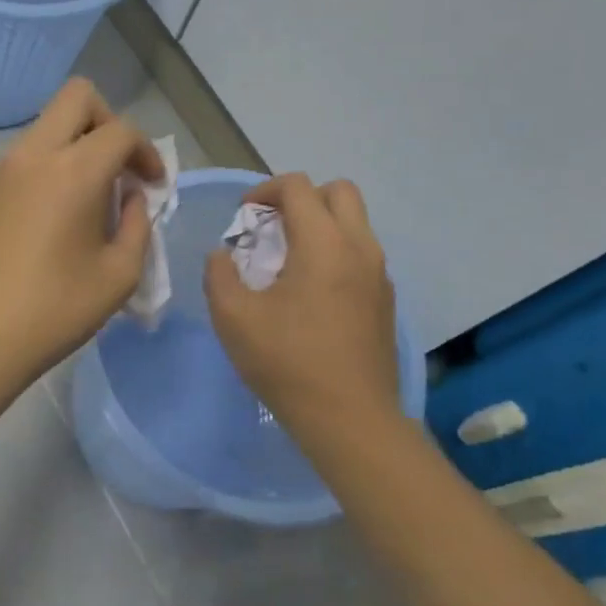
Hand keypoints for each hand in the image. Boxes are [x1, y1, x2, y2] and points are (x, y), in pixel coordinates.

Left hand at [0, 78, 162, 389]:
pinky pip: (21, 160)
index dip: (147, 152)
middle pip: (76, 97)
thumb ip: (139, 224)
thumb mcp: (120, 275)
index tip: (152, 186)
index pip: (121, 130)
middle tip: (117, 168)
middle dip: (108, 121)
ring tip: (85, 203)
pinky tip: (47, 222)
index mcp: (73, 172)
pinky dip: (45, 171)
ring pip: (45, 128)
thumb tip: (131, 196)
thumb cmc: (56, 311)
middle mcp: (32, 156)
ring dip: (74, 148)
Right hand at [204, 173, 401, 443]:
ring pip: (355, 223)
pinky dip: (336, 252)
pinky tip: (312, 293)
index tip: (243, 216)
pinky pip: (362, 254)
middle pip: (339, 191)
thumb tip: (223, 255)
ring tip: (289, 261)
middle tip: (272, 228)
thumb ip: (219, 275)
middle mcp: (359, 247)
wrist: (350, 419)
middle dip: (302, 198)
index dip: (264, 191)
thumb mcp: (233, 318)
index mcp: (323, 243)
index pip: (297, 186)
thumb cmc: (288, 363)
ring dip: (321, 225)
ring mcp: (379, 274)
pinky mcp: (386, 300)